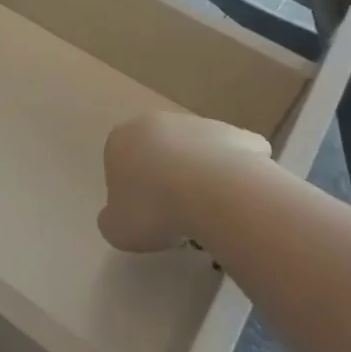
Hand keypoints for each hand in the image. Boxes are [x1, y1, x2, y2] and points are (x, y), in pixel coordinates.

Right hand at [99, 112, 274, 252]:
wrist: (214, 193)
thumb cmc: (154, 208)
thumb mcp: (117, 229)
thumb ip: (113, 220)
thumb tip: (121, 217)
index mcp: (121, 139)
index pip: (119, 163)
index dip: (131, 192)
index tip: (144, 216)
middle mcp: (157, 122)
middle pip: (158, 152)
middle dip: (165, 178)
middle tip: (175, 214)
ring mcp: (200, 124)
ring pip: (196, 152)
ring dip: (199, 176)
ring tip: (209, 213)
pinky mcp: (237, 134)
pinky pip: (234, 157)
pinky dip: (236, 174)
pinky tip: (237, 199)